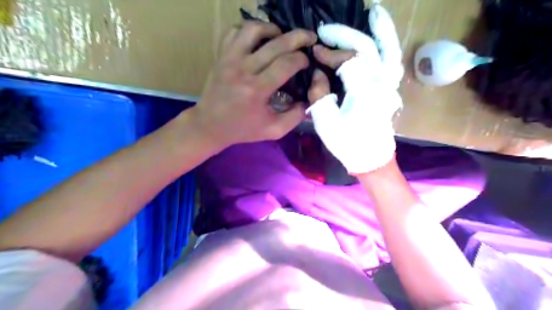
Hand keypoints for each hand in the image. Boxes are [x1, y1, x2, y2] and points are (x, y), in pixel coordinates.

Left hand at [189, 20, 313, 148]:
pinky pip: (235, 31)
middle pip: (275, 44)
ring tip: (282, 36)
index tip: (306, 62)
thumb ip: (294, 117)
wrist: (210, 125)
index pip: (286, 64)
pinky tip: (259, 39)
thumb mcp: (274, 131)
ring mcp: (230, 59)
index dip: (301, 59)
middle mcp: (243, 69)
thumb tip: (307, 100)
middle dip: (298, 38)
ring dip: (273, 29)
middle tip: (309, 38)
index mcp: (257, 90)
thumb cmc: (243, 129)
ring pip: (253, 30)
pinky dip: (250, 30)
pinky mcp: (221, 55)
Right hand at [306, 19, 400, 173]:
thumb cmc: (348, 144)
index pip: (346, 61)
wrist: (371, 160)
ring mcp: (390, 86)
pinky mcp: (390, 90)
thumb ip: (319, 95)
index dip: (328, 54)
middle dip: (344, 35)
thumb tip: (317, 73)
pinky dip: (389, 45)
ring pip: (389, 50)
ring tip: (374, 13)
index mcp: (364, 91)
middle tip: (326, 30)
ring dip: (382, 30)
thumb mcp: (326, 123)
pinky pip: (392, 61)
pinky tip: (382, 36)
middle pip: (367, 49)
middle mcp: (381, 83)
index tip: (313, 52)